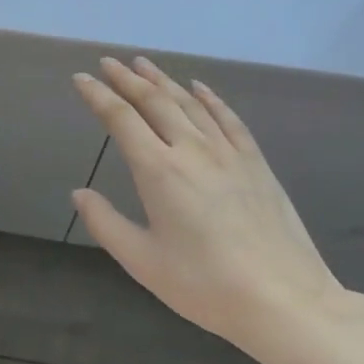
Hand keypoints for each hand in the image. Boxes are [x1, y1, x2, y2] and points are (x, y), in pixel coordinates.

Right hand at [70, 57, 347, 357]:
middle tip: (109, 63)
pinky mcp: (256, 163)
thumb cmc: (205, 285)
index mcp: (159, 170)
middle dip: (127, 79)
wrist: (284, 300)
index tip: (81, 78)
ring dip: (163, 80)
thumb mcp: (143, 262)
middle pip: (155, 101)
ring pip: (190, 103)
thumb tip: (79, 194)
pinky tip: (199, 88)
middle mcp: (191, 149)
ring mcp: (228, 153)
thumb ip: (106, 224)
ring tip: (144, 65)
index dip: (98, 95)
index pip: (121, 119)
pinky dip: (210, 98)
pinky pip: (228, 119)